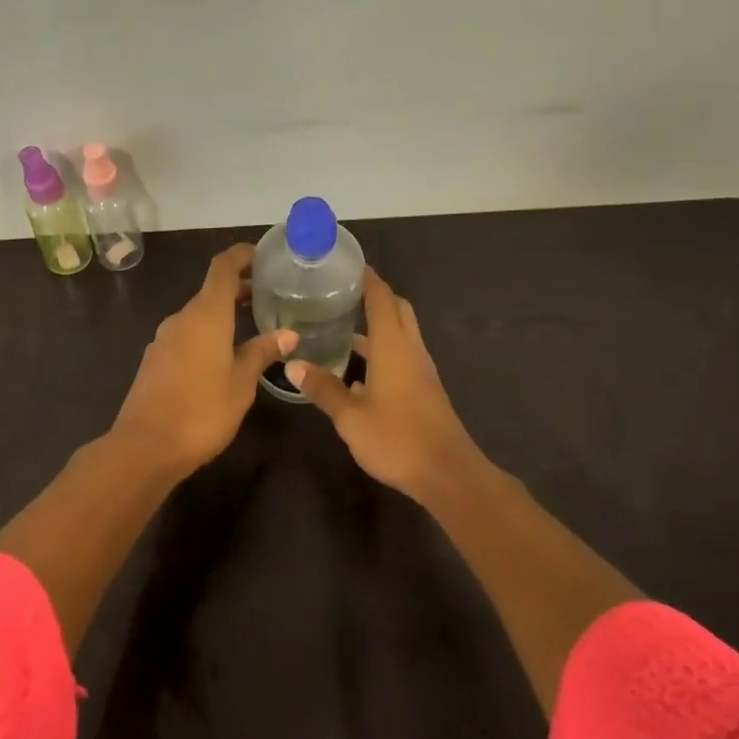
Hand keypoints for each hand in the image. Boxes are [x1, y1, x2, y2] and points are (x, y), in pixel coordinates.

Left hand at [111, 244, 295, 476]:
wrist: (144, 447)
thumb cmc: (202, 410)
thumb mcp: (241, 382)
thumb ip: (262, 352)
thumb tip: (289, 334)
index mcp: (205, 314)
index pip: (222, 267)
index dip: (242, 255)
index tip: (263, 254)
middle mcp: (181, 318)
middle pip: (211, 290)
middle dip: (239, 288)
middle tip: (270, 295)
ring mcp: (164, 339)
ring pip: (198, 314)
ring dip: (223, 313)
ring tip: (252, 325)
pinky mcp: (155, 360)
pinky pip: (186, 335)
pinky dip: (207, 333)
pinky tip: (223, 355)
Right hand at [287, 269, 482, 500]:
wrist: (447, 473)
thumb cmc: (397, 438)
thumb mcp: (350, 416)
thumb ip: (323, 388)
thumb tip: (292, 364)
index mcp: (393, 345)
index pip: (381, 296)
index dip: (365, 277)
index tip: (343, 265)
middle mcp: (410, 348)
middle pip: (396, 308)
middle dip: (373, 295)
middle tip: (340, 293)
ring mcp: (420, 369)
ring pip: (401, 332)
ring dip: (378, 323)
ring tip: (342, 325)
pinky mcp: (424, 387)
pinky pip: (402, 353)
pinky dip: (382, 348)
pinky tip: (358, 370)